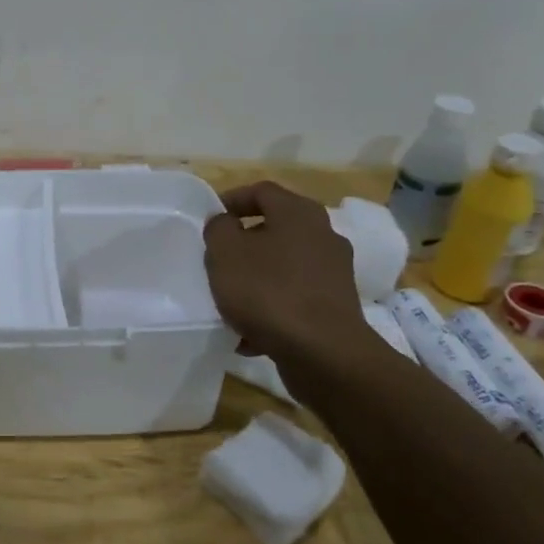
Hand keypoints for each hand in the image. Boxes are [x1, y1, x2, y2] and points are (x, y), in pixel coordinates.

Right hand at [203, 182, 368, 362]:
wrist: (322, 352)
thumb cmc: (268, 291)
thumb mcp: (225, 252)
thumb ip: (218, 229)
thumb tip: (225, 224)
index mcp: (299, 213)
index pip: (261, 191)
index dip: (231, 200)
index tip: (208, 221)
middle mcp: (323, 235)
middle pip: (274, 229)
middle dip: (242, 245)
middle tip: (217, 260)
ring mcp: (333, 272)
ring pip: (282, 267)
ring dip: (255, 279)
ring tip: (229, 301)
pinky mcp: (335, 306)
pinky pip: (294, 298)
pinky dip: (271, 308)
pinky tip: (249, 334)